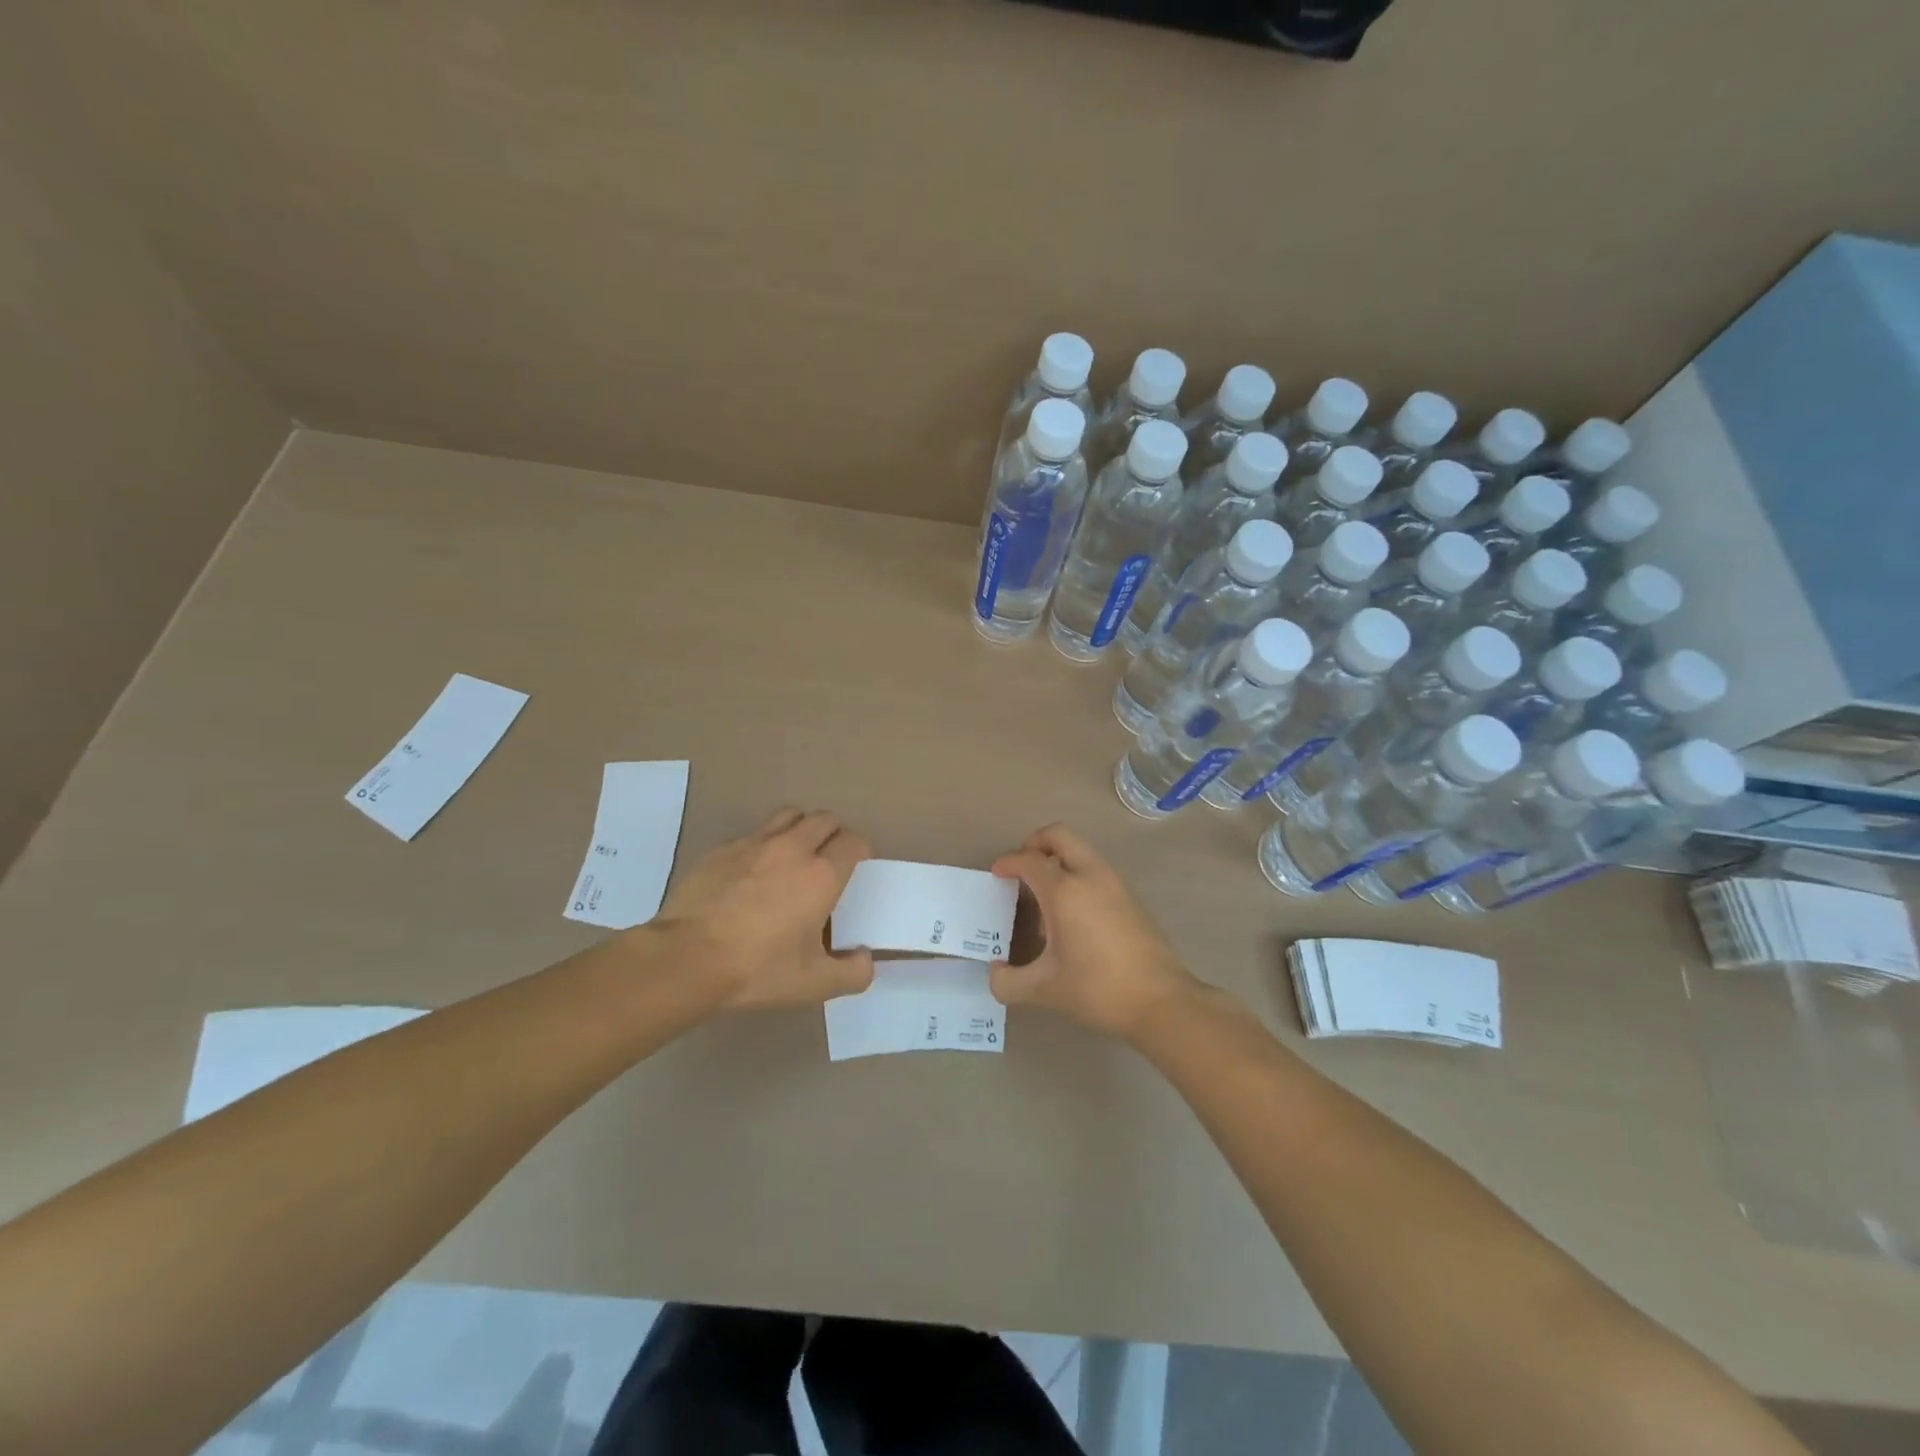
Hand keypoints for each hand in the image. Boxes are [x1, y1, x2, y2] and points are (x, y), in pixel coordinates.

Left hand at [654, 808, 874, 1010]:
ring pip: (789, 816)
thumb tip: (866, 958)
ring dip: (800, 828)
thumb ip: (853, 973)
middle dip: (834, 833)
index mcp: (821, 875)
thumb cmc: (757, 969)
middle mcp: (792, 848)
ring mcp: (753, 844)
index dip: (860, 850)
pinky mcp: (721, 849)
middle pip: (824, 819)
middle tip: (828, 859)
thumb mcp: (814, 984)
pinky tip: (751, 873)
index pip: (853, 841)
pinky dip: (762, 845)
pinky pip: (752, 834)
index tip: (856, 867)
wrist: (686, 959)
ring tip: (794, 855)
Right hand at [990, 824, 1200, 1040]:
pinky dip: (1077, 875)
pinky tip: (1072, 915)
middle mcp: (1090, 875)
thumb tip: (995, 973)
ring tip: (1045, 898)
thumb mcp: (1044, 989)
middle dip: (1034, 843)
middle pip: (1058, 835)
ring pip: (1080, 851)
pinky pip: (1096, 870)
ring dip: (1058, 860)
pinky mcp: (1131, 896)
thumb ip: (1008, 982)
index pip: (1029, 860)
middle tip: (1021, 868)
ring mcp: (1115, 883)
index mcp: (1064, 890)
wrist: (1161, 1001)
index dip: (1008, 862)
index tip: (997, 874)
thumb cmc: (1098, 988)